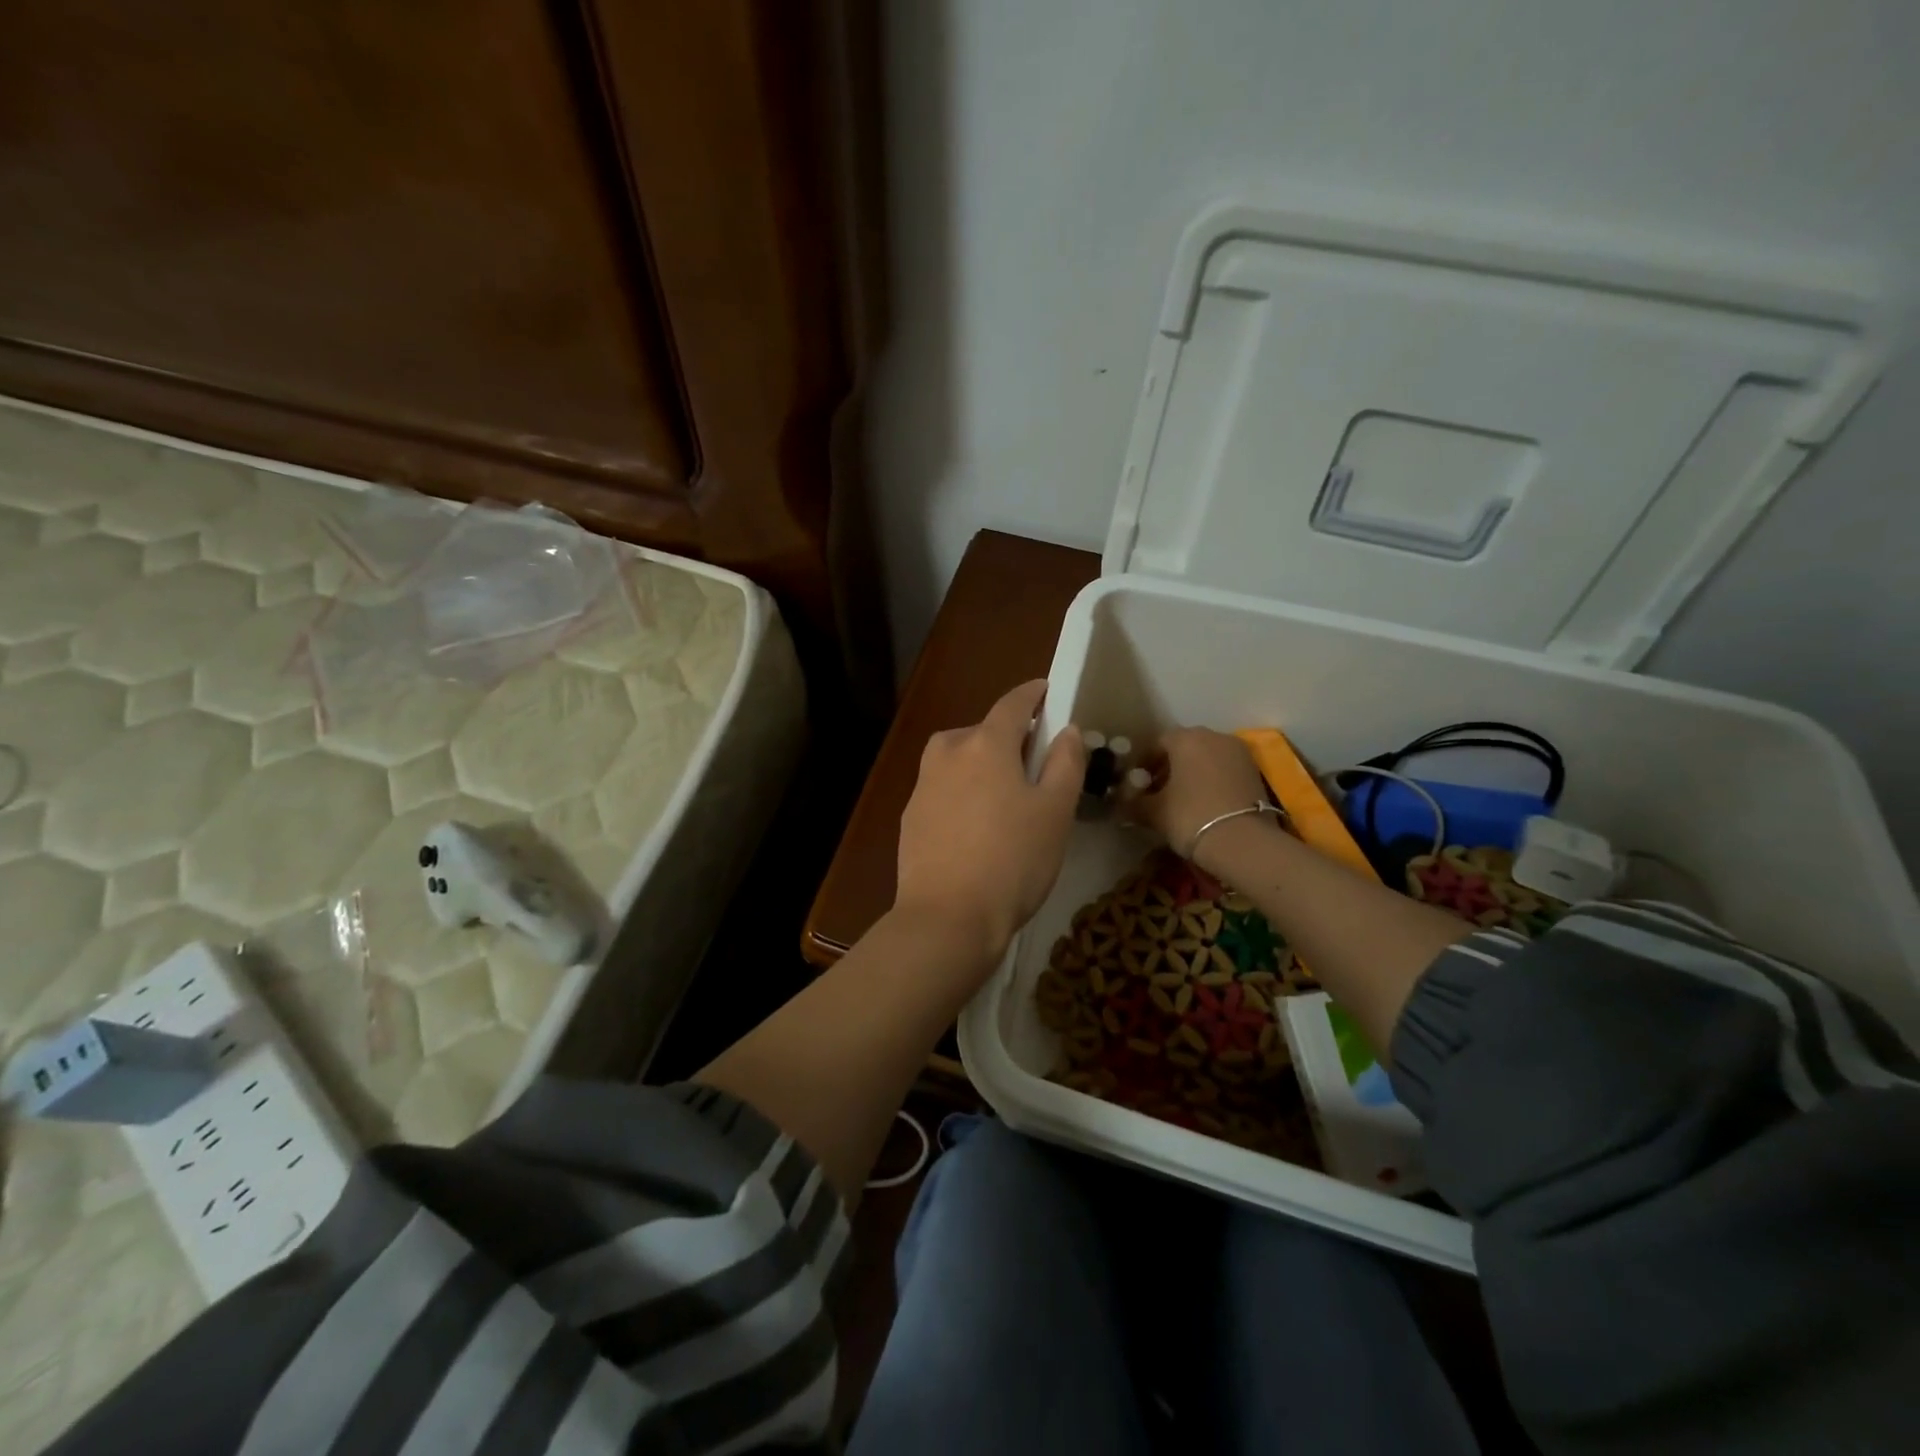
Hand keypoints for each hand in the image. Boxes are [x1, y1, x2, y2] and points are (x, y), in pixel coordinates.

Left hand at [895, 680, 1086, 968]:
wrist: (947, 918)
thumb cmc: (1013, 861)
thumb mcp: (1055, 812)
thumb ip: (1065, 763)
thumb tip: (1065, 730)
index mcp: (985, 745)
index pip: (1012, 704)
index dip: (1033, 694)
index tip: (1047, 690)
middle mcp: (947, 754)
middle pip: (981, 731)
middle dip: (1007, 737)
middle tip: (1033, 762)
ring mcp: (922, 786)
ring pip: (958, 759)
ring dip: (981, 765)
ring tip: (1004, 798)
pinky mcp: (910, 817)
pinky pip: (943, 789)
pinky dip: (962, 793)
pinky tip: (975, 828)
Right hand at [1123, 727, 1270, 863]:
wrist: (1243, 842)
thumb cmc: (1190, 817)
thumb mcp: (1153, 812)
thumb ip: (1133, 803)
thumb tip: (1120, 805)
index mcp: (1186, 738)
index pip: (1157, 743)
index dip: (1144, 763)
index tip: (1137, 784)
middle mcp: (1214, 736)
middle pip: (1184, 747)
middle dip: (1168, 767)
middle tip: (1157, 792)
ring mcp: (1238, 753)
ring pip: (1206, 757)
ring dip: (1191, 773)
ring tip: (1181, 800)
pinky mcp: (1255, 771)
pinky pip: (1224, 769)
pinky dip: (1212, 780)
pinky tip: (1204, 803)